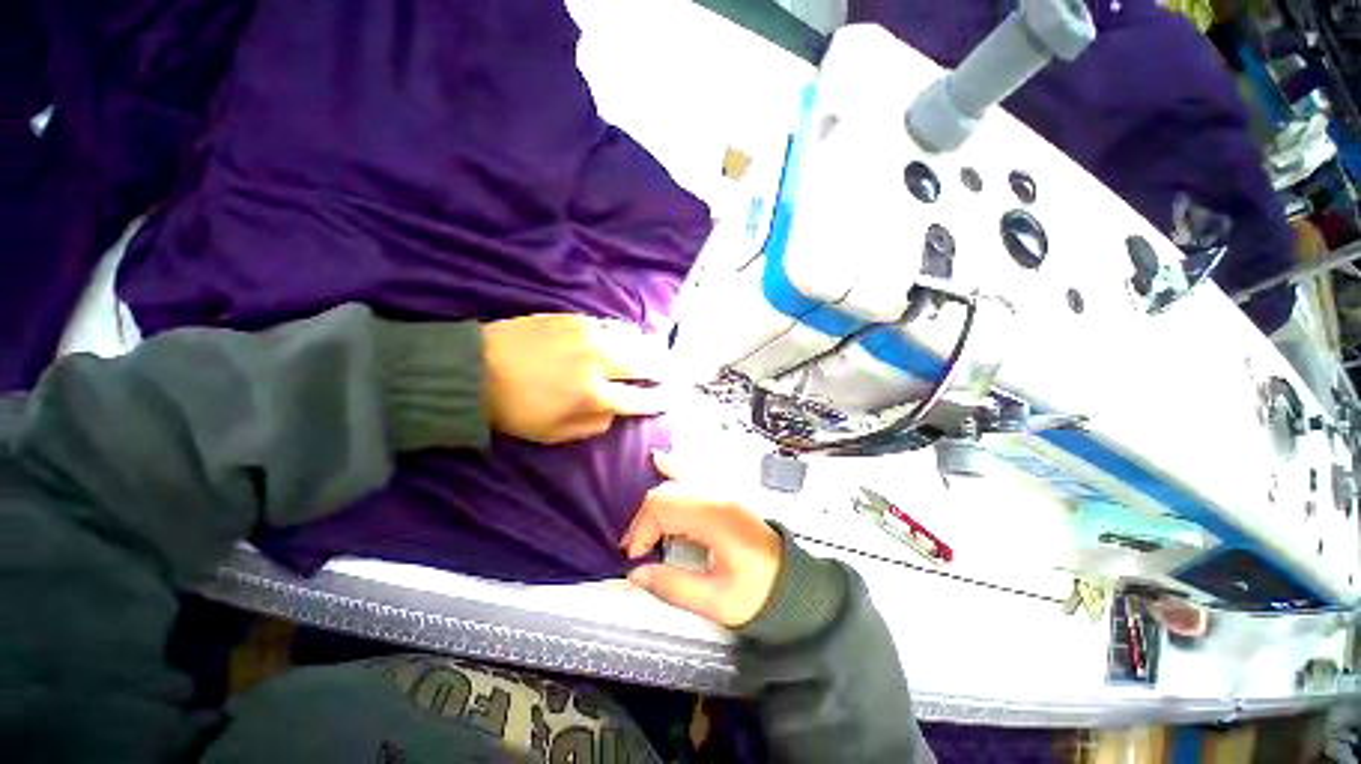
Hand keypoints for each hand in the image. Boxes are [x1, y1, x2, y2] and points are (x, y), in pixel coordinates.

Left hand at [481, 314, 667, 443]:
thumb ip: (594, 426)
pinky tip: (628, 336)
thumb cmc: (516, 409)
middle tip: (670, 371)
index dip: (657, 401)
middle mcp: (599, 362)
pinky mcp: (575, 318)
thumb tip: (617, 412)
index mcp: (593, 395)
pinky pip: (610, 325)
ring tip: (656, 352)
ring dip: (647, 348)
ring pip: (631, 340)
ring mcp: (588, 335)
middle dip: (661, 370)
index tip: (669, 399)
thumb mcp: (554, 434)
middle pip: (643, 364)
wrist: (476, 368)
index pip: (638, 399)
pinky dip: (625, 333)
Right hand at [621, 453, 782, 627]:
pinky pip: (692, 474)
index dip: (641, 530)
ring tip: (644, 532)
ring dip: (654, 505)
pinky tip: (658, 460)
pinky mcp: (722, 495)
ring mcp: (722, 492)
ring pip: (676, 482)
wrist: (791, 582)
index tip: (634, 558)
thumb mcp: (716, 602)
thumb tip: (636, 574)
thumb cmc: (759, 592)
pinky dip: (673, 469)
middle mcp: (718, 496)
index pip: (663, 507)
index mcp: (716, 518)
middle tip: (637, 550)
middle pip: (665, 493)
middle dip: (644, 520)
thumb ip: (673, 587)